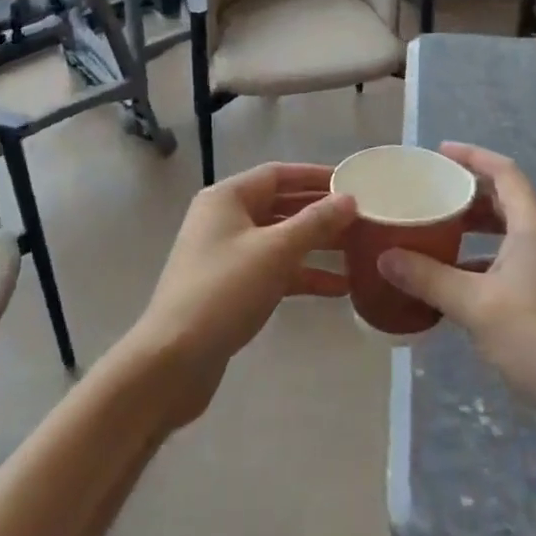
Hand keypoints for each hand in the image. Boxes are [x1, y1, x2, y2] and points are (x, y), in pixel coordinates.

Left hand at [126, 162, 356, 429]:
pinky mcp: (230, 289)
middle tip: (363, 218)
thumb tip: (349, 199)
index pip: (278, 174)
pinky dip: (302, 275)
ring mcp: (226, 255)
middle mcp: (225, 219)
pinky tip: (338, 289)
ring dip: (316, 246)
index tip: (353, 182)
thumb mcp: (275, 251)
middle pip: (280, 206)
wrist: (172, 361)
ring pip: (280, 240)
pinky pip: (273, 270)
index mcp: (227, 198)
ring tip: (359, 252)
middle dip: (320, 213)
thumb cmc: (224, 291)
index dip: (316, 176)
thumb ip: (315, 223)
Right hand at [379, 143, 535, 424]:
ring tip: (442, 233)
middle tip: (433, 194)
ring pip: (514, 231)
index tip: (440, 152)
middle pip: (508, 199)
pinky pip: (521, 256)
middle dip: (470, 193)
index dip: (472, 156)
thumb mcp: (475, 307)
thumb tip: (385, 258)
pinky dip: (491, 256)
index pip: (504, 172)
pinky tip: (465, 280)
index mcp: (534, 227)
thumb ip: (429, 279)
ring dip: (479, 228)